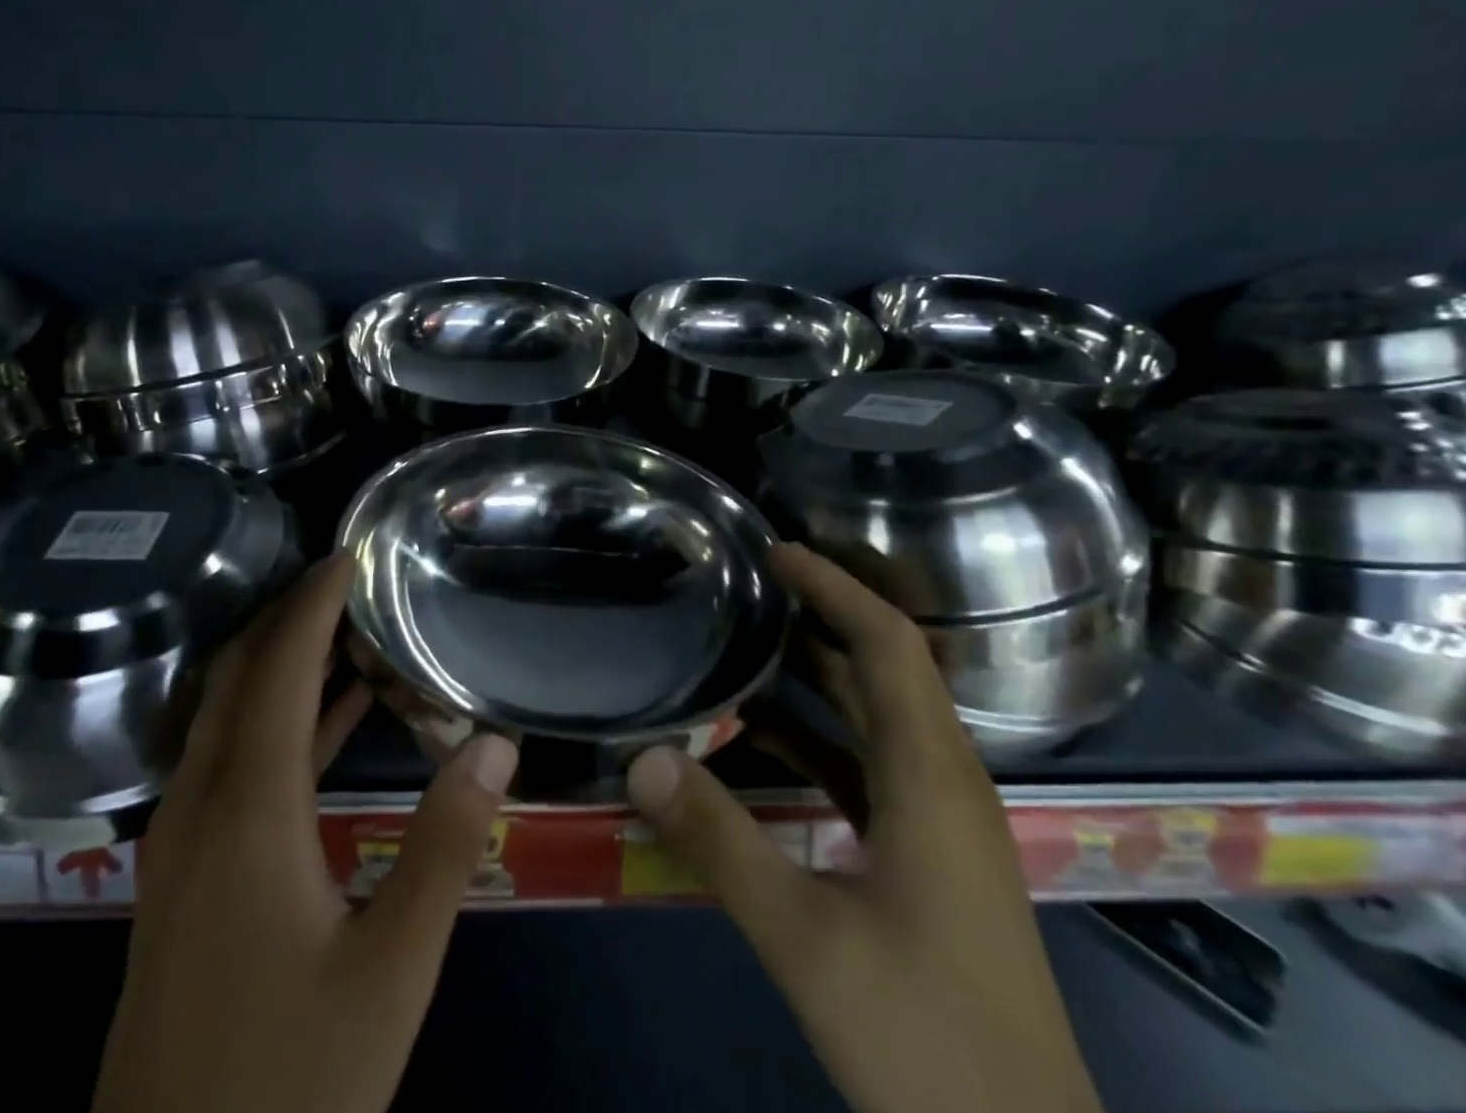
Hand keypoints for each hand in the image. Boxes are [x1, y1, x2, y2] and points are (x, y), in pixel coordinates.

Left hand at [92, 555, 519, 1112]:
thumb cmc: (290, 1081)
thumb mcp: (391, 970)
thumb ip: (445, 848)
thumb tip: (495, 744)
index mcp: (245, 812)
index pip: (275, 670)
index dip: (312, 604)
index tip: (349, 553)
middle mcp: (198, 808)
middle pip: (235, 676)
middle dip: (287, 616)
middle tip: (349, 578)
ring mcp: (179, 844)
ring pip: (225, 716)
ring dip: (279, 664)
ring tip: (347, 629)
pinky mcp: (182, 876)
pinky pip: (228, 761)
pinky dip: (275, 721)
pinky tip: (328, 719)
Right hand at [624, 542, 1102, 1112]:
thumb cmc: (926, 1038)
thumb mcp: (806, 939)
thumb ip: (720, 841)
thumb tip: (644, 757)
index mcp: (931, 777)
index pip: (890, 645)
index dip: (835, 587)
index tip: (776, 552)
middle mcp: (945, 781)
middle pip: (886, 669)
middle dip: (822, 616)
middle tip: (748, 585)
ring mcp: (940, 821)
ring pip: (877, 717)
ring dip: (819, 674)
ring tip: (746, 642)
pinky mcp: (928, 854)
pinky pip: (869, 765)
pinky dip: (819, 737)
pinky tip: (763, 741)